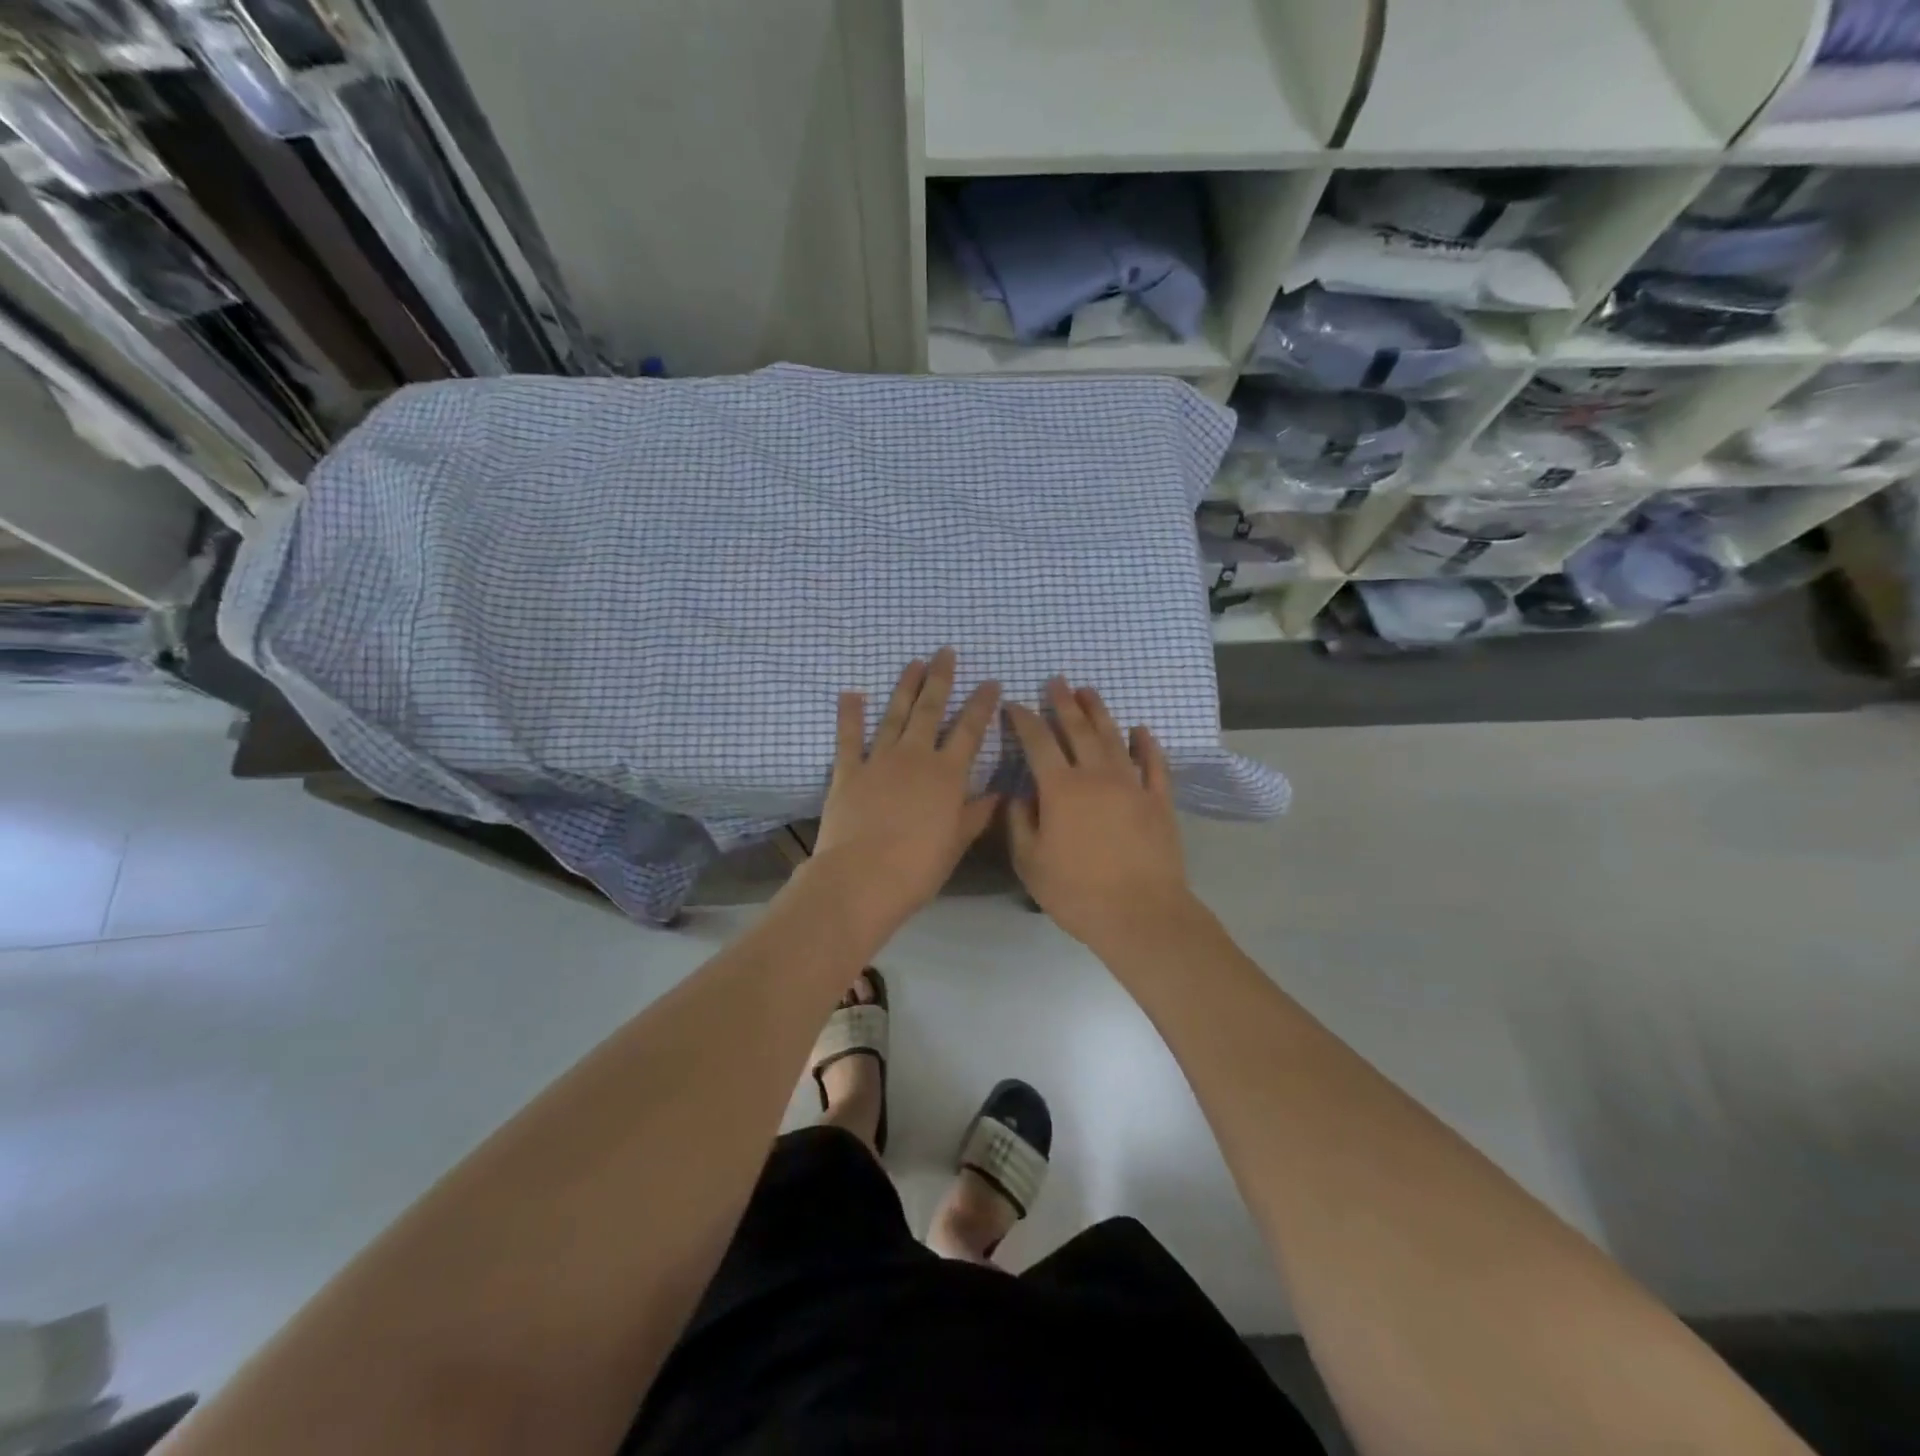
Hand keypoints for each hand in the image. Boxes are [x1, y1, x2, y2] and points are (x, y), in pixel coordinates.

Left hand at [808, 648, 1000, 938]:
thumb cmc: (918, 867)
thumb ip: (976, 814)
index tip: (990, 682)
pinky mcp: (848, 771)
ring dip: (905, 687)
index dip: (981, 705)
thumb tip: (997, 793)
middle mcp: (915, 757)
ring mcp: (879, 760)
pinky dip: (850, 714)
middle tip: (945, 652)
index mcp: (947, 774)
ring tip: (913, 663)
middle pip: (931, 710)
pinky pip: (849, 737)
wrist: (862, 877)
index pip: (970, 731)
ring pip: (895, 715)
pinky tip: (851, 693)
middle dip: (940, 679)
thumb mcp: (956, 842)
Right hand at [1005, 679, 1191, 948]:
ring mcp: (1133, 785)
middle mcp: (1096, 775)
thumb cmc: (1076, 891)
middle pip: (1078, 729)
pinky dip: (1147, 744)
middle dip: (1063, 703)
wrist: (1140, 913)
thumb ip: (1019, 823)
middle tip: (1055, 681)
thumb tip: (1019, 796)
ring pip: (1114, 738)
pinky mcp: (1159, 800)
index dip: (1024, 720)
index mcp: (1061, 788)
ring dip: (1100, 713)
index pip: (1038, 742)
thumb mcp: (1030, 862)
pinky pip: (1154, 764)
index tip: (1014, 704)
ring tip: (1089, 692)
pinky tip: (1141, 730)